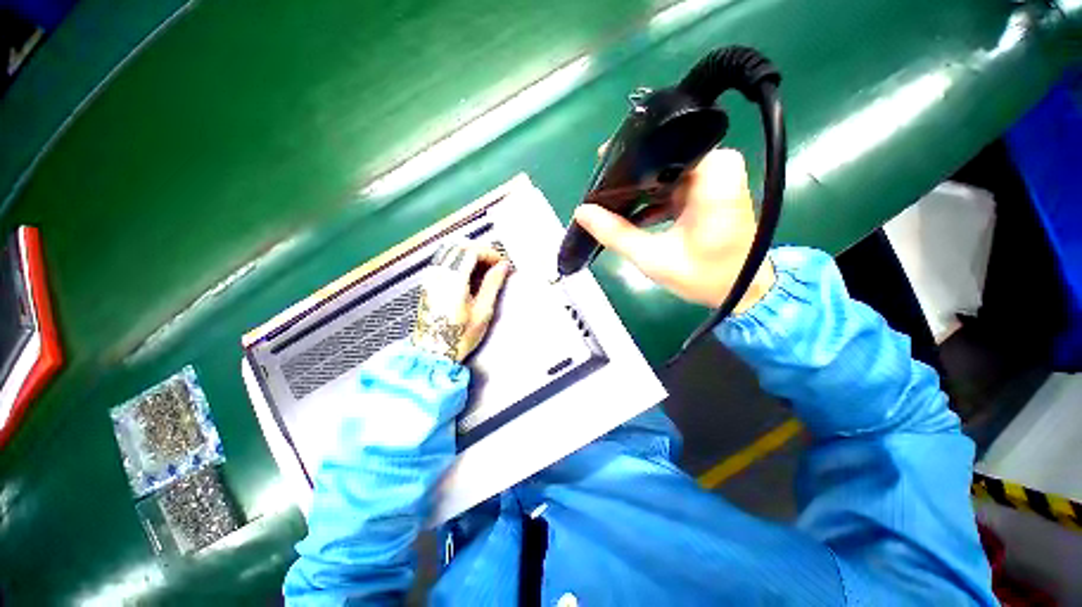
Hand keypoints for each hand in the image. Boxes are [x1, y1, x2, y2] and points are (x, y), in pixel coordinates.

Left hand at [412, 243, 510, 361]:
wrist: (432, 352)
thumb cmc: (459, 336)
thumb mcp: (482, 312)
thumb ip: (492, 284)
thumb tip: (502, 267)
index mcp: (453, 281)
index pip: (471, 251)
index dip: (489, 253)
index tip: (501, 262)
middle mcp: (438, 275)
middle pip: (459, 246)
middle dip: (481, 250)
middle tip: (495, 263)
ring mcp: (430, 277)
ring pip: (449, 249)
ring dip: (469, 252)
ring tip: (483, 267)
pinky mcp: (427, 282)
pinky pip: (443, 259)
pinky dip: (458, 258)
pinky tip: (468, 271)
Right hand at [573, 148, 774, 313]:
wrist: (742, 291)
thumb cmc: (704, 276)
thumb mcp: (652, 257)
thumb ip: (615, 233)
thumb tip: (582, 212)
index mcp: (712, 173)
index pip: (659, 149)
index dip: (625, 161)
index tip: (599, 176)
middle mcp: (717, 166)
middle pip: (660, 159)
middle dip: (629, 178)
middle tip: (599, 195)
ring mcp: (714, 177)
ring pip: (663, 172)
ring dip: (637, 190)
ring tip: (608, 205)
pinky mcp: (708, 191)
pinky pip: (671, 185)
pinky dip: (651, 200)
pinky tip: (630, 214)